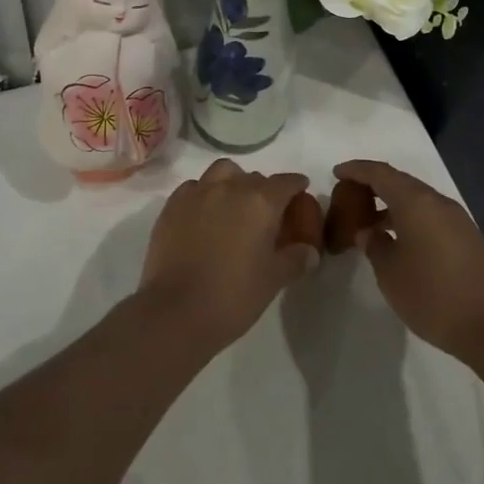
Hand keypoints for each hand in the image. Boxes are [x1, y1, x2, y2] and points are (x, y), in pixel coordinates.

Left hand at [137, 159, 316, 351]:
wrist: (176, 311)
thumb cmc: (233, 296)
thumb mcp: (273, 280)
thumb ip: (295, 259)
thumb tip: (310, 251)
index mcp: (261, 202)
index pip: (285, 182)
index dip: (296, 185)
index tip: (300, 190)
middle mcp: (230, 187)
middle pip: (254, 177)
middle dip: (264, 189)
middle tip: (266, 212)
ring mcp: (198, 193)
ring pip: (222, 172)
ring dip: (233, 181)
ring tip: (233, 204)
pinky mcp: (172, 205)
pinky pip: (194, 187)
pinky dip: (204, 193)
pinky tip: (204, 214)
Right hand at [333, 160, 483, 361]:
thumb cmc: (432, 296)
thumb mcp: (390, 273)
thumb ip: (374, 245)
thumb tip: (369, 231)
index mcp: (415, 202)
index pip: (379, 173)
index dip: (356, 169)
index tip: (336, 173)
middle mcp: (437, 201)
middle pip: (400, 181)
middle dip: (373, 185)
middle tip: (350, 196)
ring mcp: (456, 218)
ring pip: (417, 198)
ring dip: (392, 203)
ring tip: (370, 222)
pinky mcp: (467, 236)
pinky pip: (430, 214)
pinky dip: (409, 217)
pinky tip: (399, 239)